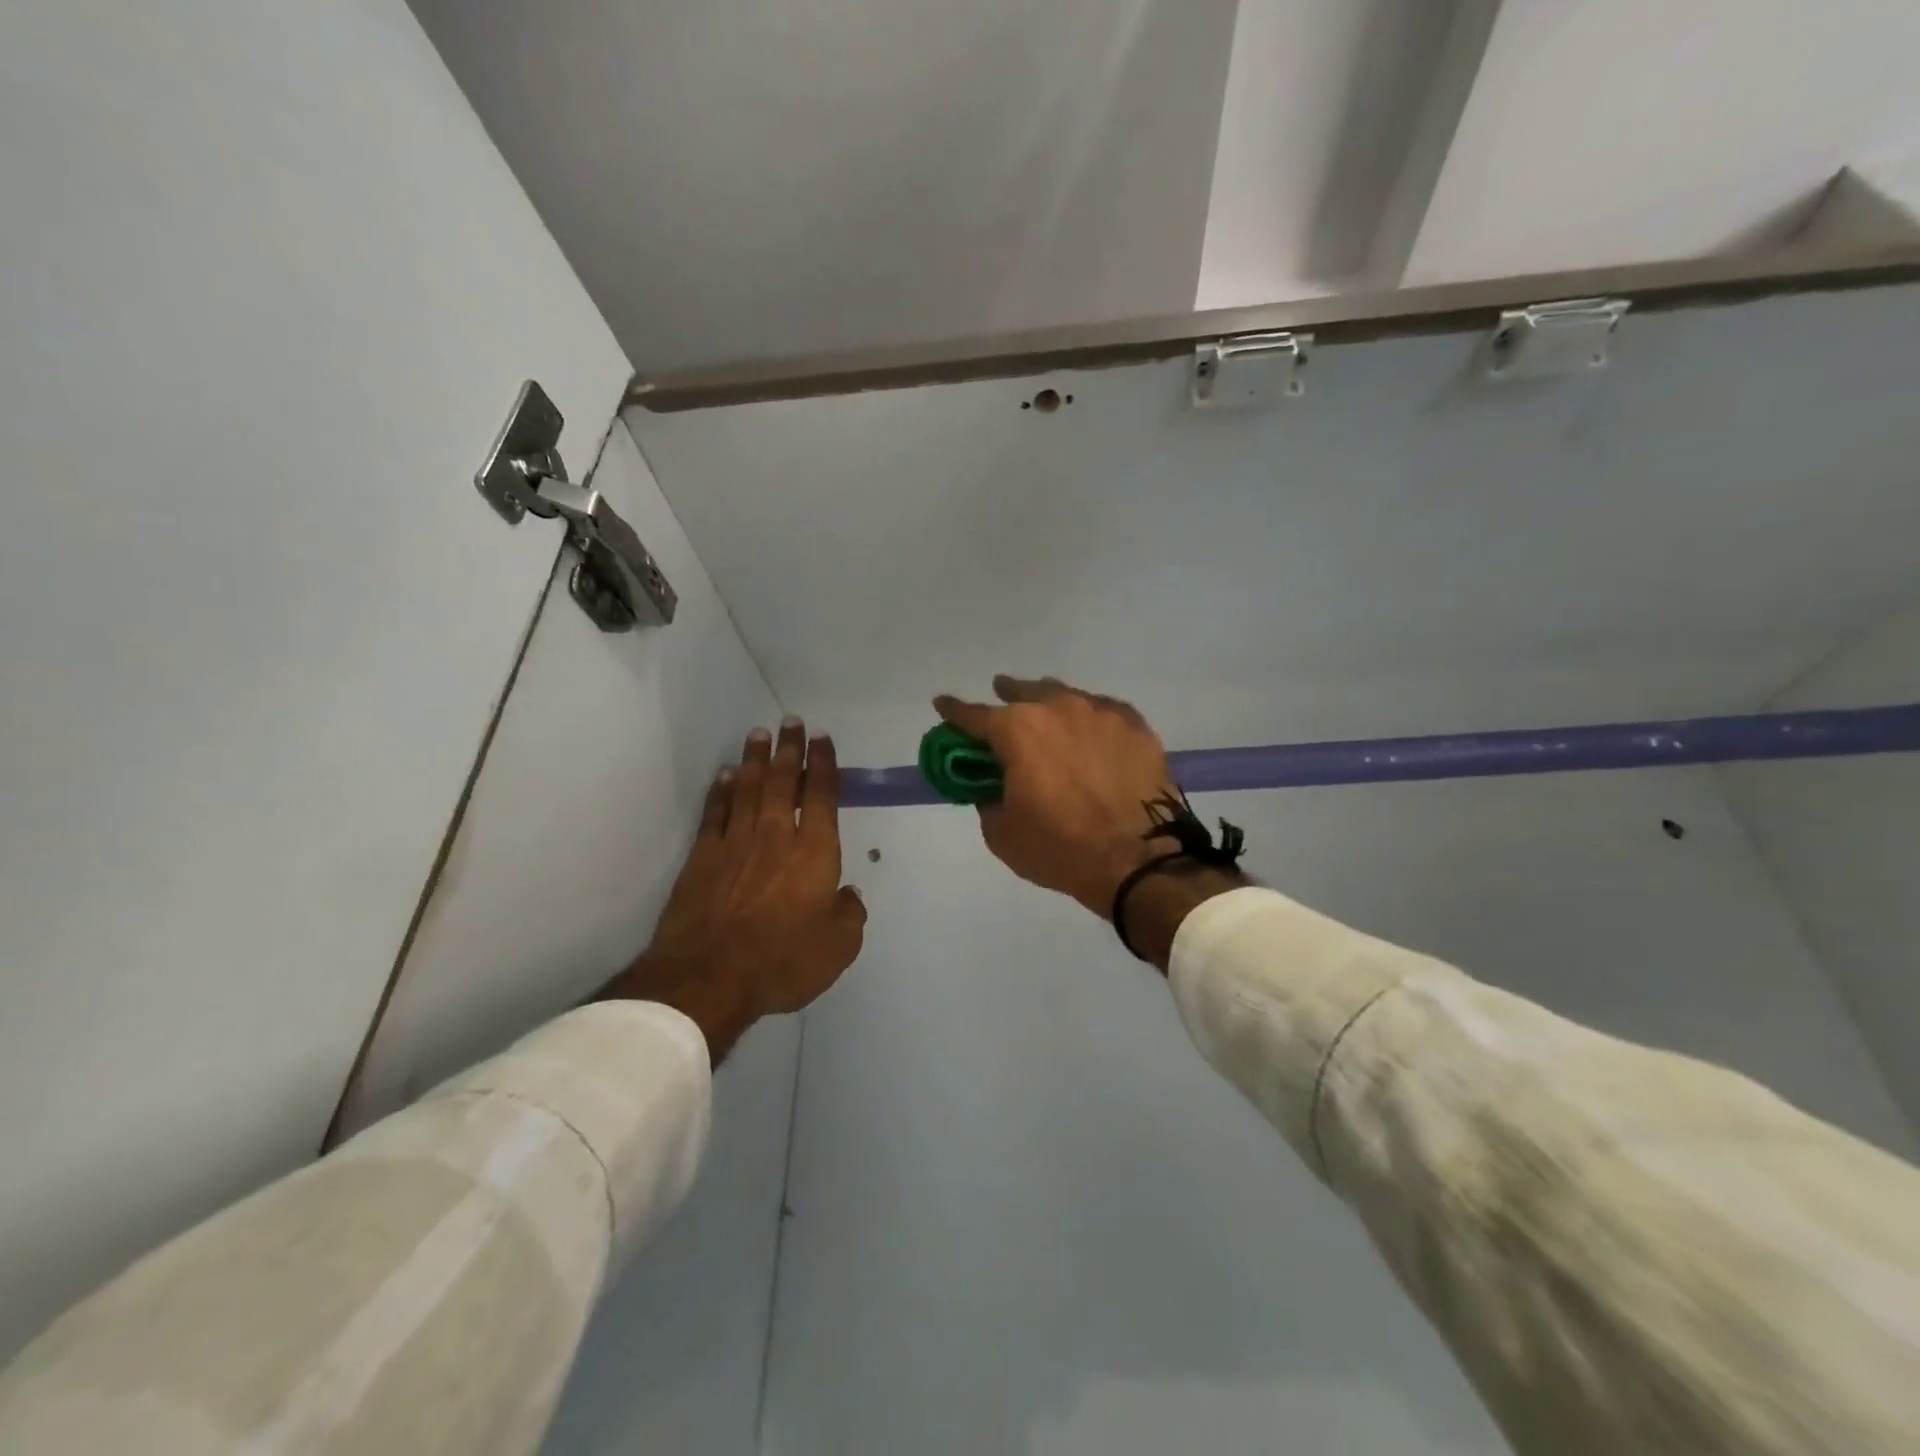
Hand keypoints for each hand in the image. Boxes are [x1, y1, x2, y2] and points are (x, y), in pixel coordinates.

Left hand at [604, 718, 866, 1062]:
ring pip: (747, 788)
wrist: (709, 978)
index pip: (820, 795)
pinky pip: (714, 813)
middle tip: (790, 721)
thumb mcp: (838, 947)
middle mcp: (775, 836)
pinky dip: (720, 791)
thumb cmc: (783, 961)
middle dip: (789, 749)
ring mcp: (735, 843)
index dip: (823, 764)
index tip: (822, 738)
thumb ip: (849, 915)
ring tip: (758, 734)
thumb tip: (848, 895)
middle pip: (782, 781)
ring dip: (754, 759)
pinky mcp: (703, 858)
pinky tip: (723, 775)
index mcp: (814, 852)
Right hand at [932, 676, 1179, 915]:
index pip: (973, 715)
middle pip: (1024, 692)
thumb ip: (989, 799)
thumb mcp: (1003, 834)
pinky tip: (1092, 733)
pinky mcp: (1136, 726)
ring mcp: (1101, 712)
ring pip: (1067, 697)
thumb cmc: (1061, 848)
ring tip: (1048, 716)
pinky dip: (1090, 721)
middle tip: (1001, 701)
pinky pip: (1103, 713)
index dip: (954, 711)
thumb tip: (993, 786)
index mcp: (1017, 730)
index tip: (942, 704)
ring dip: (1050, 706)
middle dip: (1007, 695)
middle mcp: (1058, 708)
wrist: (1139, 860)